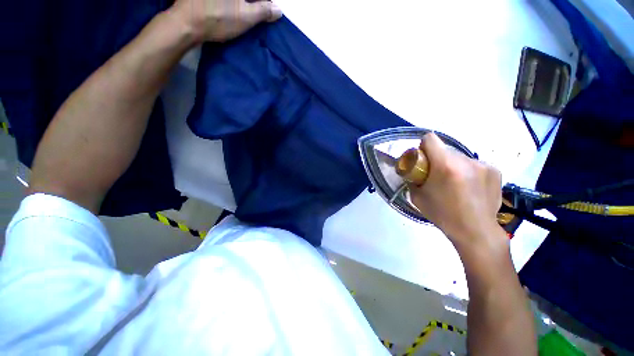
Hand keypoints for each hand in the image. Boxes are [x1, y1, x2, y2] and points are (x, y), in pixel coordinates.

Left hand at [171, 0, 281, 42]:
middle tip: (258, 11)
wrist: (186, 22)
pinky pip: (227, 1)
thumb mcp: (245, 17)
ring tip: (246, 11)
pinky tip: (231, 10)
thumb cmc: (218, 19)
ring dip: (245, 3)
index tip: (267, 10)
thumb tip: (278, 10)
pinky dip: (233, 4)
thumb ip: (263, 11)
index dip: (265, 2)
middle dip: (255, 2)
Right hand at [409, 133, 504, 250]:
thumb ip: (413, 180)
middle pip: (445, 149)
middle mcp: (465, 160)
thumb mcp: (417, 197)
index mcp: (445, 165)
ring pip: (460, 157)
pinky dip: (468, 172)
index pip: (430, 138)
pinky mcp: (495, 170)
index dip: (423, 146)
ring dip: (453, 166)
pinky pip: (474, 164)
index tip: (423, 159)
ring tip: (455, 184)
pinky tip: (469, 187)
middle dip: (438, 159)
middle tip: (437, 176)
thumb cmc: (442, 214)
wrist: (475, 231)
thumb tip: (413, 173)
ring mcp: (483, 164)